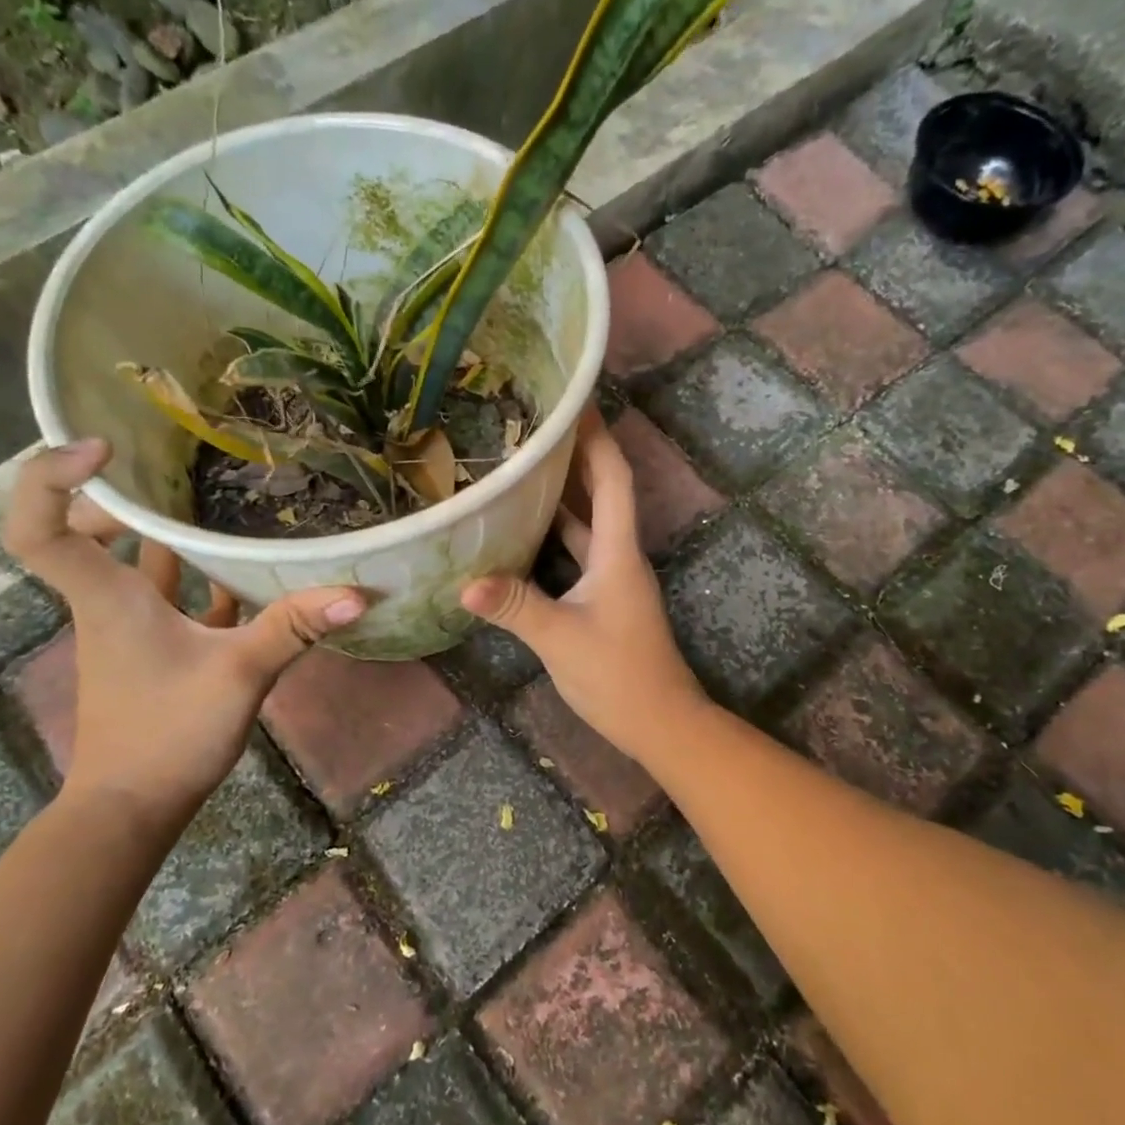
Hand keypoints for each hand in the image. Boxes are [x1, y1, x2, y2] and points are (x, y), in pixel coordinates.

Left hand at [2, 439, 365, 824]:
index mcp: (109, 597)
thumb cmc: (167, 735)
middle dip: (123, 496)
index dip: (51, 477)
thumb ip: (294, 629)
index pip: (40, 528)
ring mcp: (129, 628)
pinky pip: (169, 596)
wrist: (132, 809)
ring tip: (216, 499)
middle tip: (173, 470)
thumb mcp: (239, 675)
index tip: (106, 449)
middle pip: (83, 532)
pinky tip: (243, 572)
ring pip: (135, 564)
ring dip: (165, 533)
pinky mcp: (153, 650)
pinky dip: (197, 578)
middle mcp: (109, 602)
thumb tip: (357, 593)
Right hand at [461, 411, 704, 762]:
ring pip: (588, 522)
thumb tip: (463, 582)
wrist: (661, 722)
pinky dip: (557, 534)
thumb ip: (515, 607)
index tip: (574, 401)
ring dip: (564, 493)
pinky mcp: (604, 598)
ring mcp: (613, 578)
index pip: (613, 478)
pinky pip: (579, 552)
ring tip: (524, 466)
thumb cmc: (619, 676)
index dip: (596, 438)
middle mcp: (619, 555)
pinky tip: (525, 529)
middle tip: (535, 426)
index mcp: (618, 551)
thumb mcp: (561, 639)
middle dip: (575, 455)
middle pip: (602, 492)